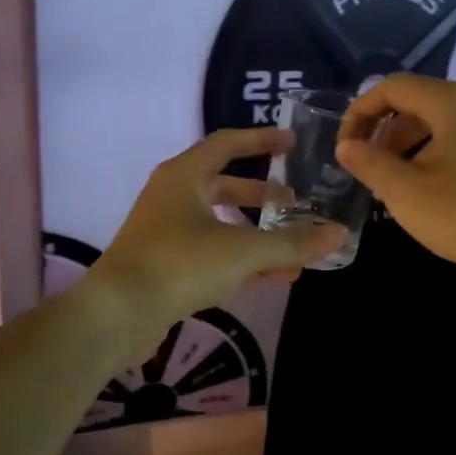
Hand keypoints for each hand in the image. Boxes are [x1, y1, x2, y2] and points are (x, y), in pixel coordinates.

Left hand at [91, 128, 345, 335]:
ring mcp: (164, 231)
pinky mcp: (164, 264)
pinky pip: (210, 252)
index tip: (292, 143)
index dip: (261, 140)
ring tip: (291, 248)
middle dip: (261, 194)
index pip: (227, 143)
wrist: (116, 314)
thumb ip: (292, 243)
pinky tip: (268, 277)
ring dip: (254, 233)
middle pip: (223, 184)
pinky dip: (239, 259)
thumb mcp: (242, 251)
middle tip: (294, 202)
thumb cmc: (178, 265)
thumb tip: (339, 234)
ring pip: (218, 223)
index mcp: (184, 175)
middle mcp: (171, 196)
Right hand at [335, 75, 455, 283]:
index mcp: (452, 101)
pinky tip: (448, 198)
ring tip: (407, 191)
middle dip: (388, 135)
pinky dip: (448, 159)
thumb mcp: (409, 194)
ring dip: (417, 150)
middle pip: (422, 104)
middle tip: (374, 174)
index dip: (360, 112)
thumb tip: (348, 145)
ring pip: (450, 126)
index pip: (392, 86)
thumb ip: (371, 164)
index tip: (346, 149)